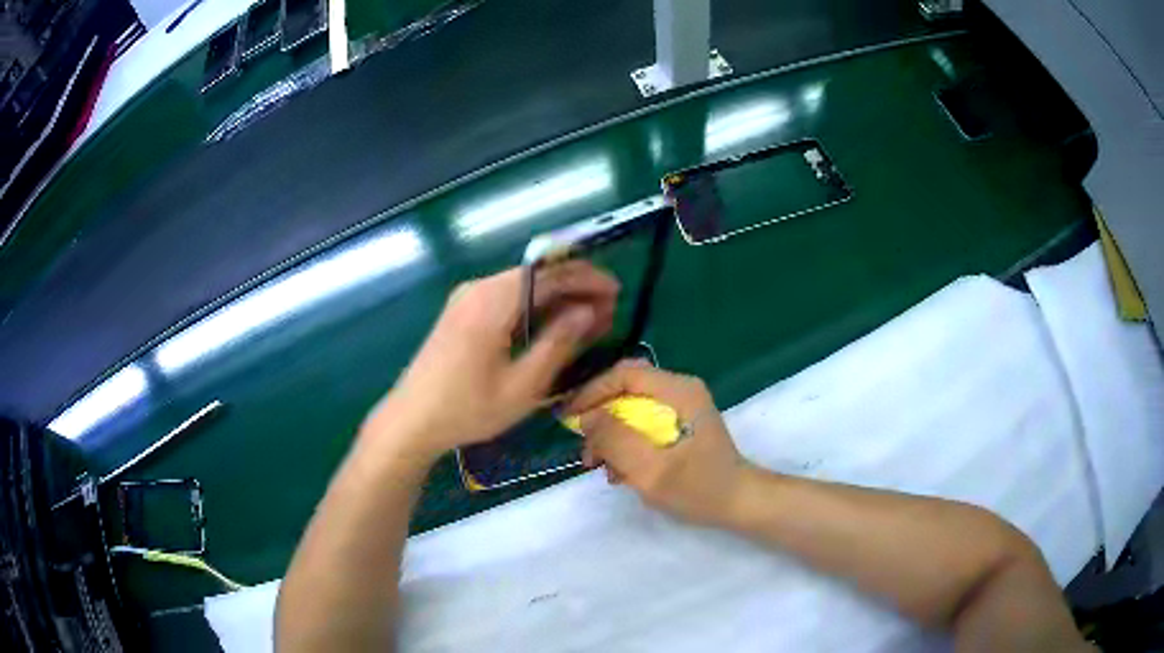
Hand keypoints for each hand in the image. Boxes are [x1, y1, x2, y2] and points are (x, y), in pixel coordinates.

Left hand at [363, 262, 618, 463]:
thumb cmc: (467, 409)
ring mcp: (467, 298)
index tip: (617, 294)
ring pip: (524, 286)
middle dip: (577, 289)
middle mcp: (479, 288)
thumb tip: (589, 311)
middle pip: (538, 275)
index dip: (588, 279)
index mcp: (492, 300)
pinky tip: (553, 327)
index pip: (551, 273)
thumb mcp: (522, 385)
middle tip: (608, 313)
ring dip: (558, 299)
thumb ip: (558, 343)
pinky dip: (535, 308)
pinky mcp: (463, 311)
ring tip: (589, 322)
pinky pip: (508, 299)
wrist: (411, 421)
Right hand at [565, 361, 748, 526]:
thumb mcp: (652, 470)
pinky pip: (643, 423)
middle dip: (600, 418)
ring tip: (601, 467)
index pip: (624, 374)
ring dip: (611, 435)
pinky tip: (621, 471)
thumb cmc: (699, 488)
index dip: (592, 392)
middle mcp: (680, 389)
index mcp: (679, 391)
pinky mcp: (680, 423)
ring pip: (631, 408)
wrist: (739, 504)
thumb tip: (586, 417)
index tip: (569, 419)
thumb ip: (616, 440)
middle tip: (586, 452)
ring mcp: (682, 406)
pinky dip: (626, 443)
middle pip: (626, 390)